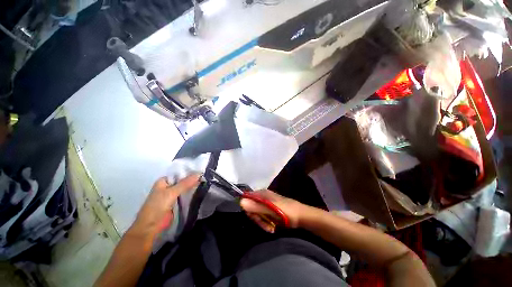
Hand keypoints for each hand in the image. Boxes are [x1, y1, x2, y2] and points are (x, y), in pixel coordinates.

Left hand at [130, 174, 199, 238]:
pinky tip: (201, 190)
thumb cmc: (157, 206)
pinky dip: (192, 193)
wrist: (151, 227)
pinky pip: (186, 195)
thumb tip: (199, 174)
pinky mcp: (177, 202)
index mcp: (164, 181)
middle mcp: (168, 186)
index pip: (179, 173)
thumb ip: (185, 183)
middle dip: (193, 179)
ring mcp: (173, 195)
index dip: (190, 172)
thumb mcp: (171, 193)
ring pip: (185, 188)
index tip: (202, 170)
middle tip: (206, 176)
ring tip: (206, 182)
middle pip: (183, 180)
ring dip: (193, 186)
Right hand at [240, 190, 307, 232]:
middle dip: (257, 218)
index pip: (247, 199)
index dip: (249, 210)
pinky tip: (272, 227)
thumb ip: (256, 206)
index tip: (255, 218)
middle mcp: (263, 197)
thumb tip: (240, 201)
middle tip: (265, 225)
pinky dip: (266, 223)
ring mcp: (266, 203)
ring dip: (262, 222)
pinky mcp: (270, 209)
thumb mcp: (271, 209)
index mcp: (262, 194)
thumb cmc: (287, 211)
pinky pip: (263, 216)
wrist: (301, 216)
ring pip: (257, 214)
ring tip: (271, 228)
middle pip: (252, 208)